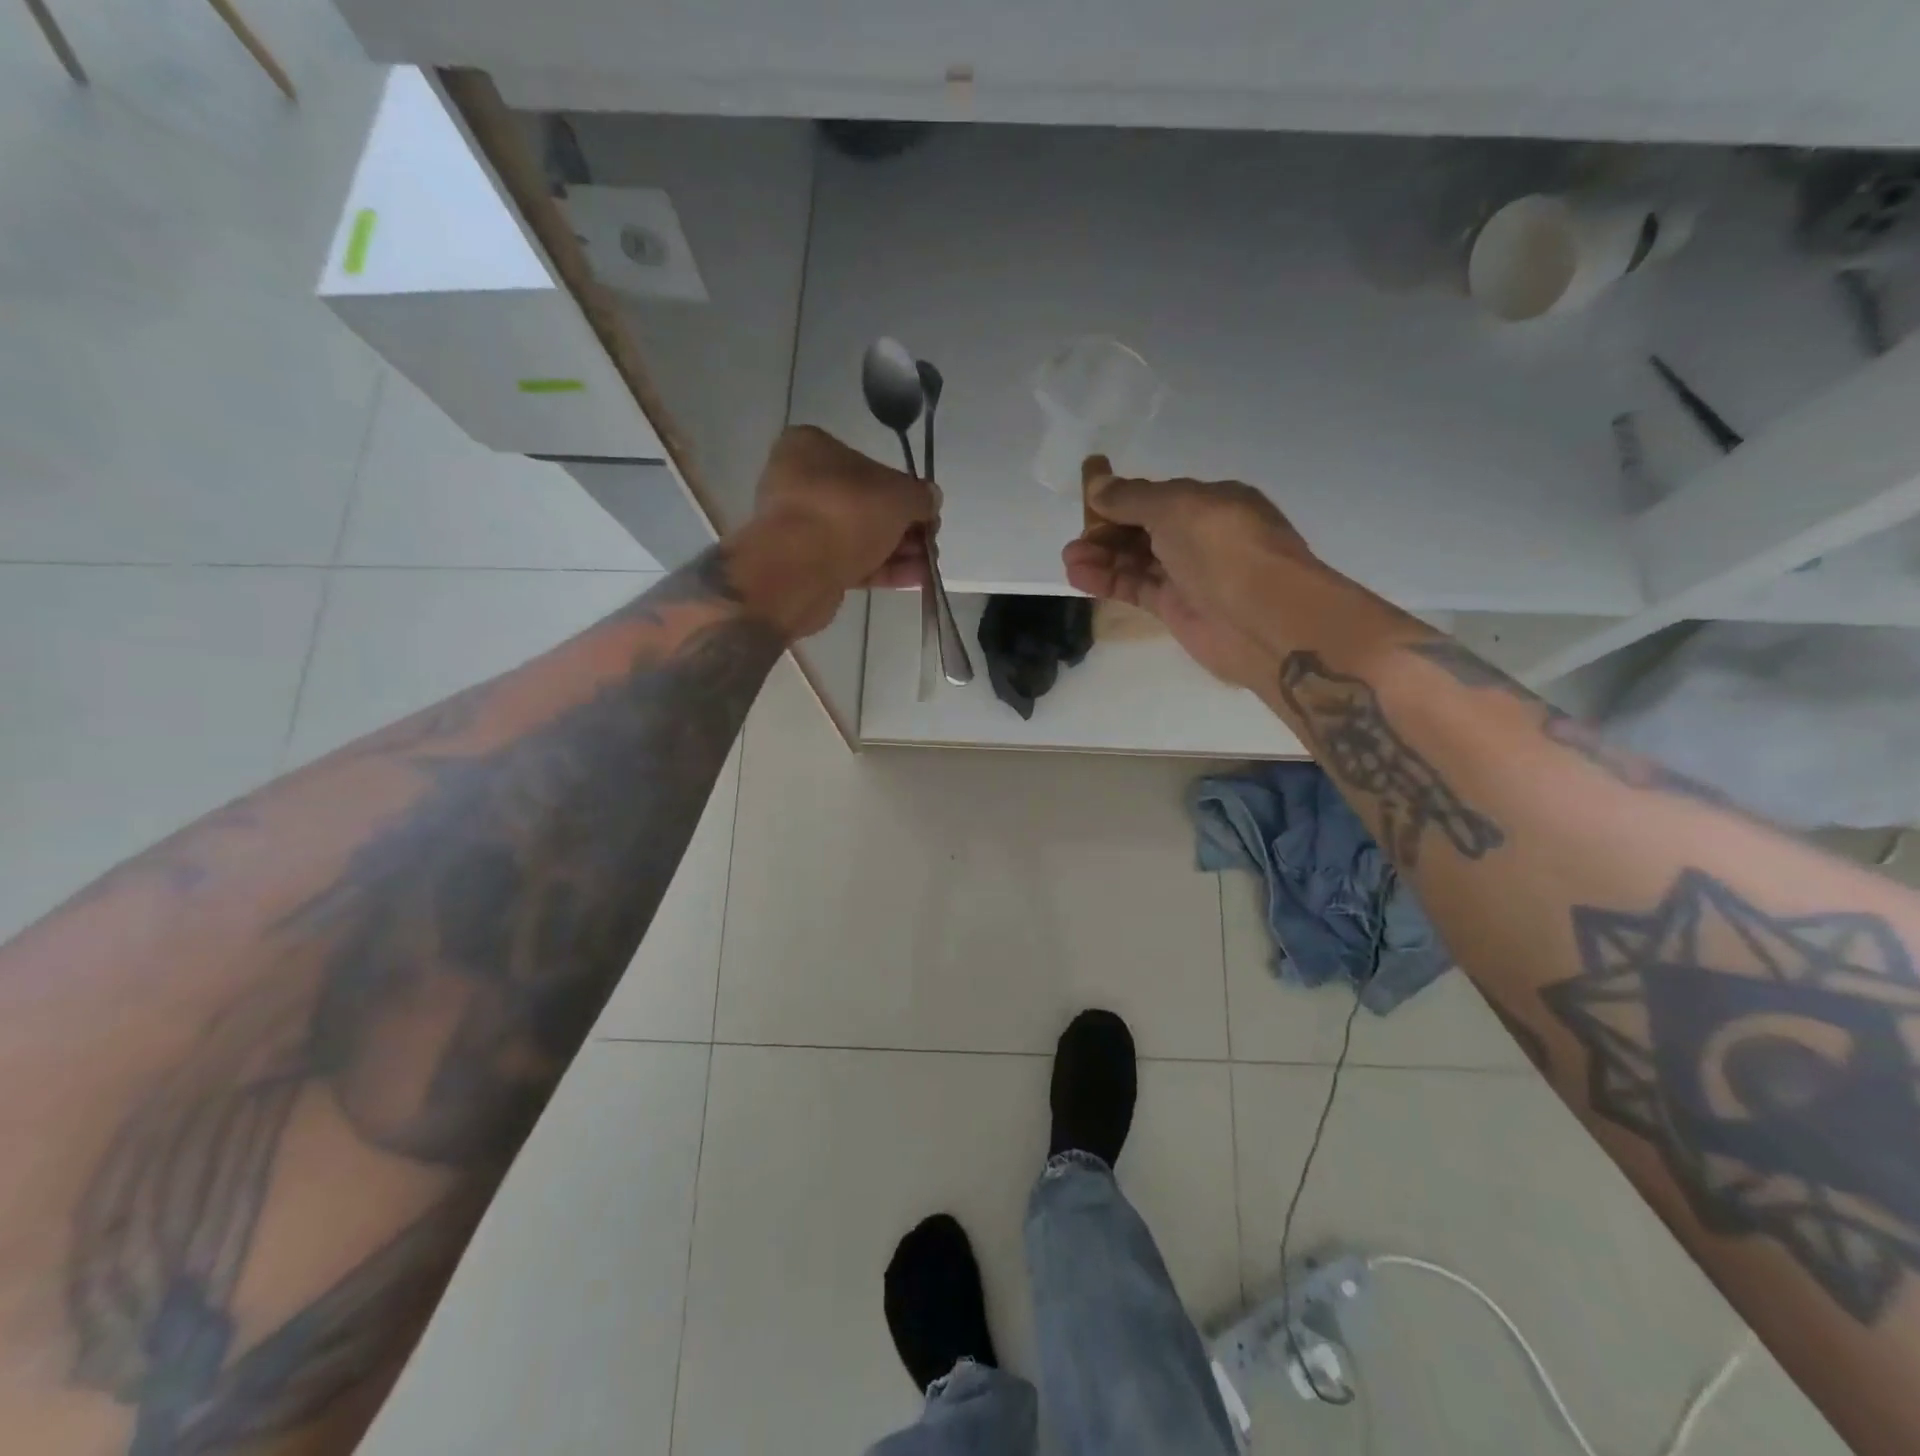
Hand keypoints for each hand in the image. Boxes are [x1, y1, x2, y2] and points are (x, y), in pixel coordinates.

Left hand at [731, 427, 937, 637]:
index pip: (866, 461)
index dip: (902, 487)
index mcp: (810, 448)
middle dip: (903, 526)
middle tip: (931, 541)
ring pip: (859, 536)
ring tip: (929, 565)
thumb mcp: (899, 496)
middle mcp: (799, 483)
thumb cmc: (847, 513)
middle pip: (865, 503)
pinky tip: (917, 579)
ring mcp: (800, 527)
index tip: (925, 509)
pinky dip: (883, 569)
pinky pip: (850, 562)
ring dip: (898, 551)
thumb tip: (931, 498)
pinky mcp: (805, 565)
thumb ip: (920, 496)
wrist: (798, 571)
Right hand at [1062, 457, 1315, 689]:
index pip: (1157, 497)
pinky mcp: (1175, 608)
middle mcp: (1200, 536)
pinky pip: (1135, 588)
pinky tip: (1079, 577)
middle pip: (1143, 529)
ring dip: (1101, 557)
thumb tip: (1097, 482)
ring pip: (1136, 560)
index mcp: (1211, 502)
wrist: (1262, 617)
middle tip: (1074, 538)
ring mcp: (1188, 574)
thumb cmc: (1223, 546)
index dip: (1121, 498)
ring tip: (1069, 558)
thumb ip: (1131, 498)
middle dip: (1106, 530)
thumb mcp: (1175, 506)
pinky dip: (1108, 582)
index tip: (1086, 498)